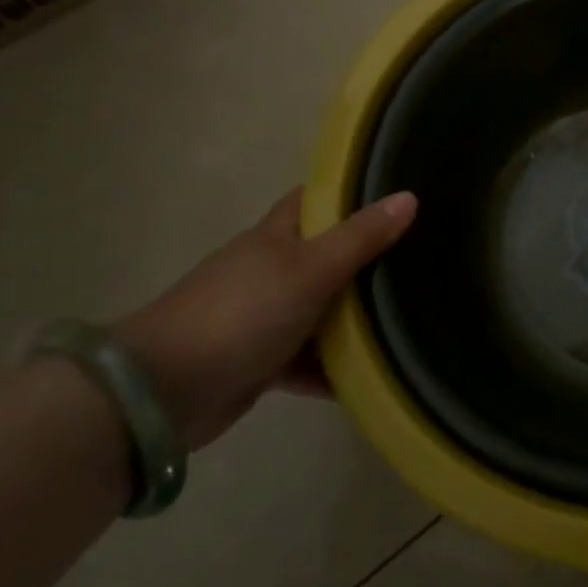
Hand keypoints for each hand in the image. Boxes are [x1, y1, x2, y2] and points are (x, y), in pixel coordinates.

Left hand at [114, 188, 416, 449]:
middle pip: (328, 256)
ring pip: (322, 310)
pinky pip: (311, 359)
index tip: (398, 196)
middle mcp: (270, 271)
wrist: (164, 392)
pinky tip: (374, 375)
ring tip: (411, 318)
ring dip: (356, 319)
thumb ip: (361, 238)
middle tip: (423, 260)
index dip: (353, 194)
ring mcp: (264, 317)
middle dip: (369, 259)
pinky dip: (335, 367)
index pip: (317, 200)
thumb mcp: (310, 269)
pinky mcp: (262, 361)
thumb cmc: (242, 313)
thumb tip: (409, 197)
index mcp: (276, 237)